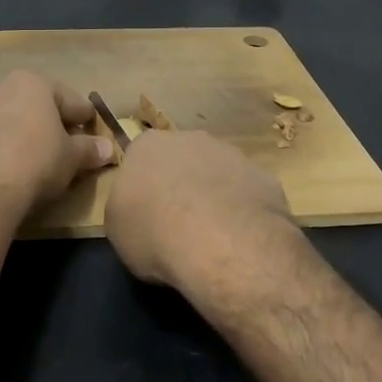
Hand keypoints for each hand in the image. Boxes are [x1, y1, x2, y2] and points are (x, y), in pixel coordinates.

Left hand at [0, 71, 113, 214]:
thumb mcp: (72, 157)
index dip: (85, 119)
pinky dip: (5, 145)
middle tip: (68, 146)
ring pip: (12, 118)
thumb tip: (108, 149)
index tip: (94, 134)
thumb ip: (90, 149)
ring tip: (39, 157)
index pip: (70, 99)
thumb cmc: (37, 160)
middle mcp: (2, 86)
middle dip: (53, 123)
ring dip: (26, 133)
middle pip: (37, 104)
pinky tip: (13, 165)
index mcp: (33, 83)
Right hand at [106, 130, 289, 289]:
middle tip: (179, 220)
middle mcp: (189, 139)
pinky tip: (239, 237)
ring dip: (214, 194)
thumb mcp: (118, 228)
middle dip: (181, 182)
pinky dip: (242, 209)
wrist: (221, 243)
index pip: (141, 158)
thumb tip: (138, 204)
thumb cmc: (155, 233)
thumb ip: (126, 206)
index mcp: (147, 145)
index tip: (146, 211)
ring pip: (217, 172)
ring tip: (213, 234)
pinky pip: (246, 192)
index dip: (144, 186)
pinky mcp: (263, 176)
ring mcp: (231, 154)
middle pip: (181, 158)